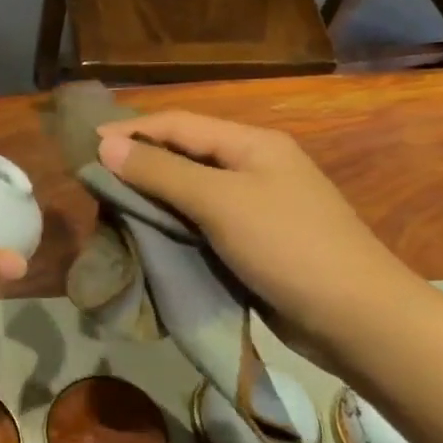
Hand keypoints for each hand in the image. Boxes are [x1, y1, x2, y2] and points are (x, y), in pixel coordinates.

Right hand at [97, 112, 423, 352]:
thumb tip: (106, 147)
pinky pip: (199, 222)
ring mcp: (254, 206)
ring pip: (188, 191)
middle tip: (94, 180)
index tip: (86, 146)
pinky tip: (145, 234)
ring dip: (151, 197)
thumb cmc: (288, 246)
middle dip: (138, 163)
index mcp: (251, 144)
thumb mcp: (219, 202)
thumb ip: (161, 173)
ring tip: (110, 207)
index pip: (178, 124)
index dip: (131, 130)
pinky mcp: (252, 241)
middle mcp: (252, 167)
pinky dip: (170, 225)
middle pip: (183, 154)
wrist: (357, 318)